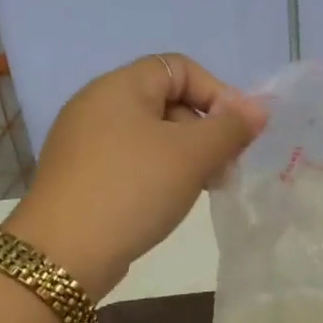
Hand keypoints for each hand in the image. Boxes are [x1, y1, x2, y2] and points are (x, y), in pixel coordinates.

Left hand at [7, 55, 263, 297]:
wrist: (63, 254)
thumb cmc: (132, 190)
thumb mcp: (191, 155)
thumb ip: (230, 128)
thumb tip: (259, 108)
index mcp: (119, 86)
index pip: (180, 68)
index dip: (216, 93)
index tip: (236, 134)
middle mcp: (96, 105)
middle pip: (166, 101)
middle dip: (204, 130)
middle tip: (224, 169)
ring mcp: (83, 143)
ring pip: (150, 136)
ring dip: (185, 157)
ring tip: (202, 190)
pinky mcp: (80, 176)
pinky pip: (130, 162)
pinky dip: (157, 174)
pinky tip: (167, 203)